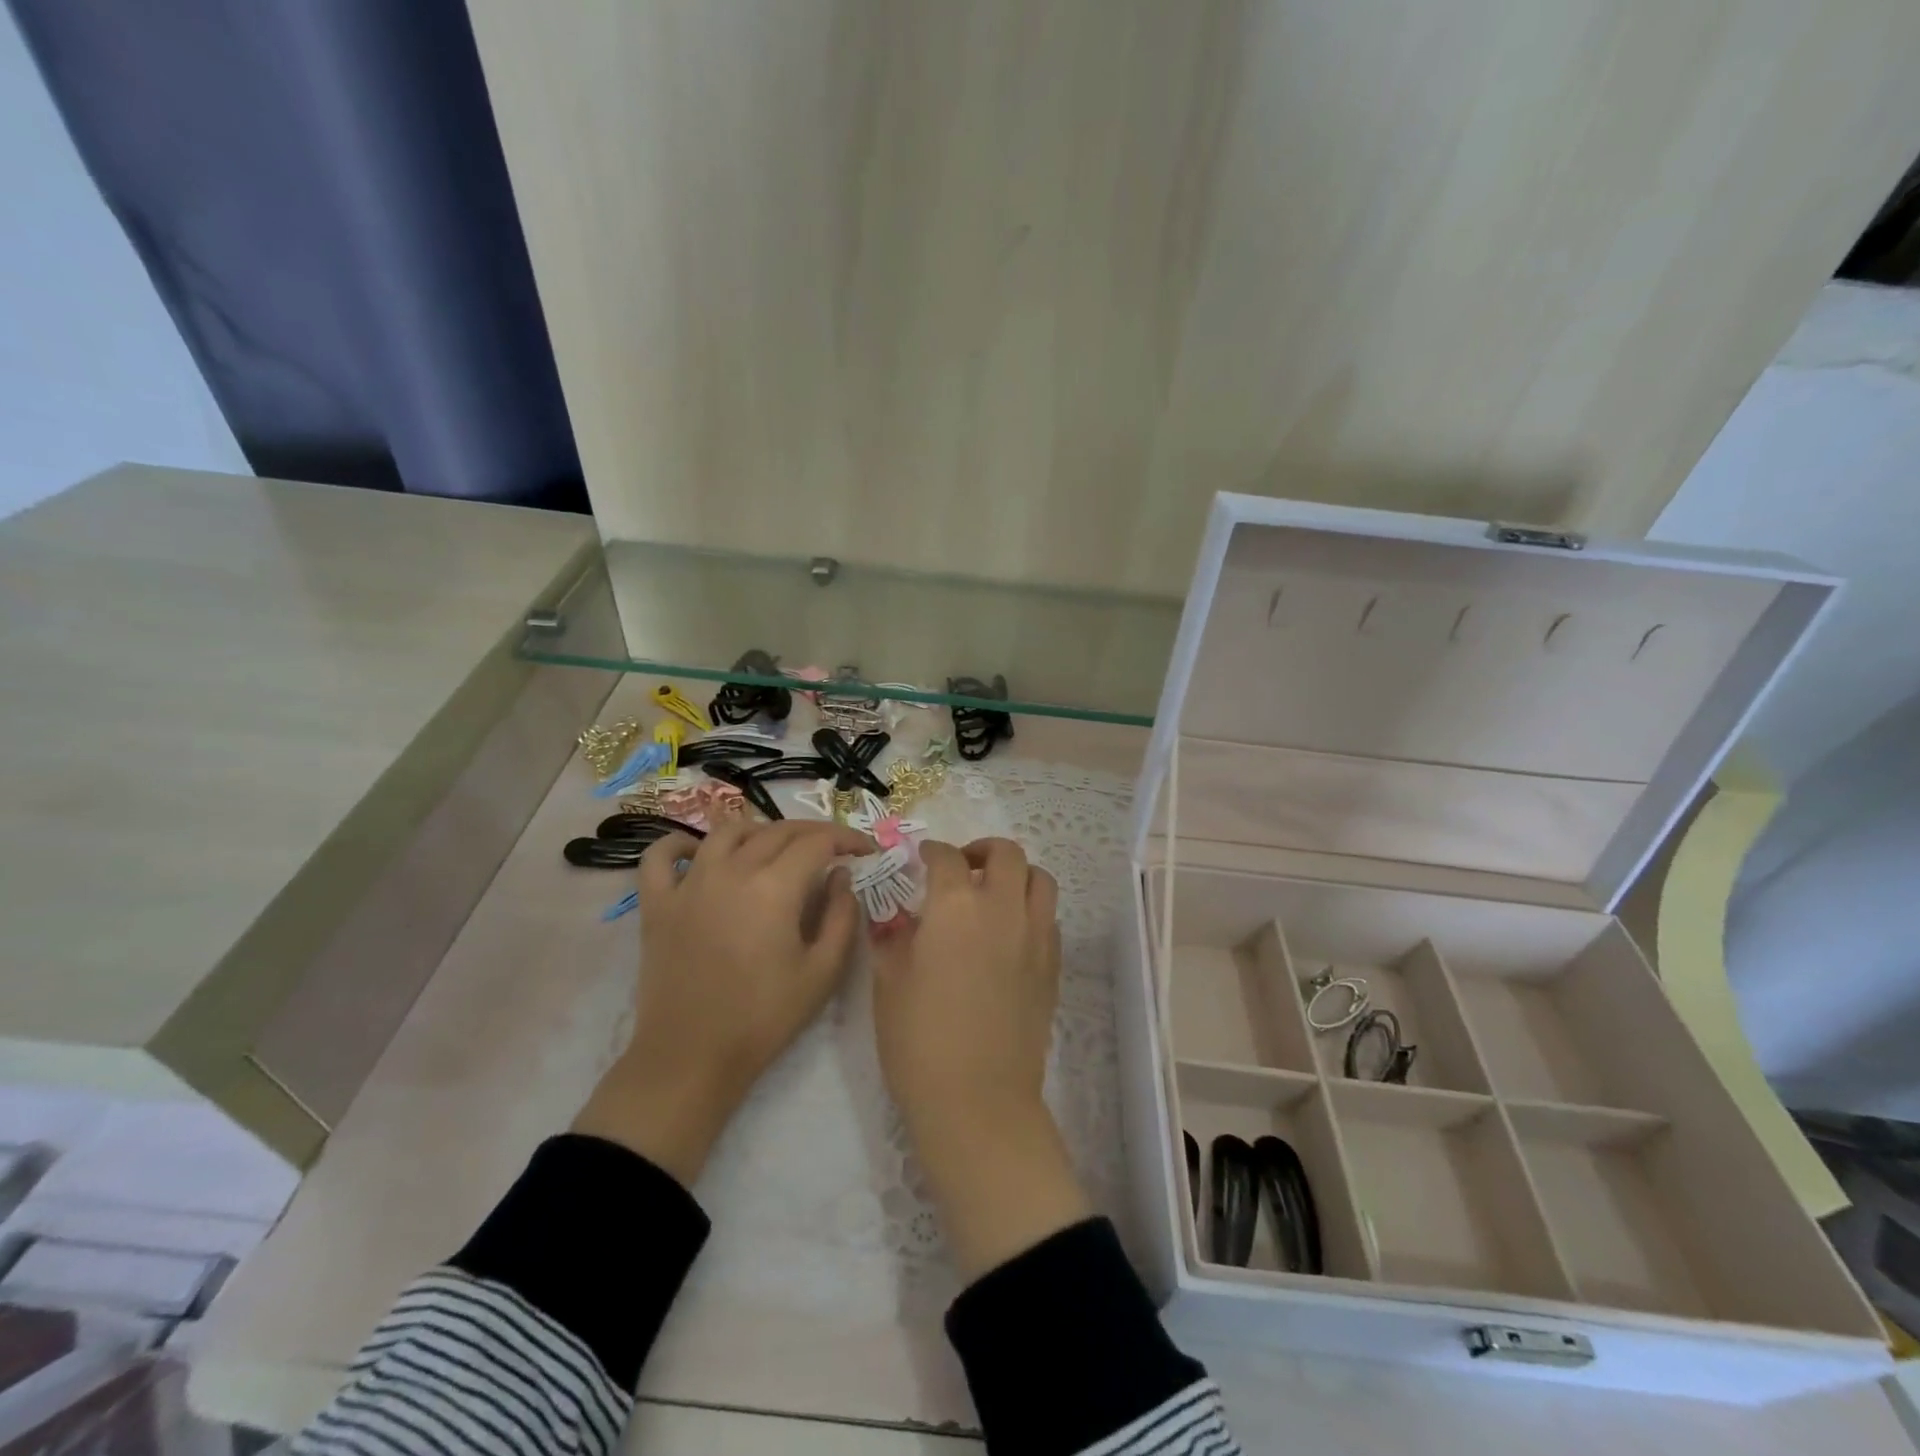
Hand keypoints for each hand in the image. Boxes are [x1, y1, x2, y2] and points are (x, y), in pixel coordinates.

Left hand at [573, 818, 872, 1185]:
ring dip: (760, 831)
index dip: (847, 838)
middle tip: (832, 850)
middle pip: (778, 831)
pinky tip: (700, 852)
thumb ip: (841, 916)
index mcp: (775, 887)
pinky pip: (661, 856)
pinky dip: (680, 844)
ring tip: (777, 848)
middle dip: (813, 834)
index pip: (818, 842)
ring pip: (727, 832)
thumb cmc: (764, 1018)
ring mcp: (689, 883)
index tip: (865, 850)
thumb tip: (841, 876)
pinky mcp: (657, 903)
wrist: (692, 1057)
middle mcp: (731, 871)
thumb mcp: (823, 972)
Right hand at [872, 838, 1090, 1277]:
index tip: (922, 860)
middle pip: (1006, 853)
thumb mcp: (889, 983)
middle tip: (962, 868)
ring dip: (1016, 875)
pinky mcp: (1052, 965)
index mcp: (956, 906)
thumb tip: (896, 917)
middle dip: (982, 850)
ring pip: (1039, 879)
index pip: (946, 858)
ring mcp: (1035, 935)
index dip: (931, 852)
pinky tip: (1009, 933)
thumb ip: (893, 937)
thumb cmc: (919, 1041)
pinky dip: (1031, 909)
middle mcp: (1002, 908)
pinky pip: (1049, 917)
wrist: (978, 1101)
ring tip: (993, 893)